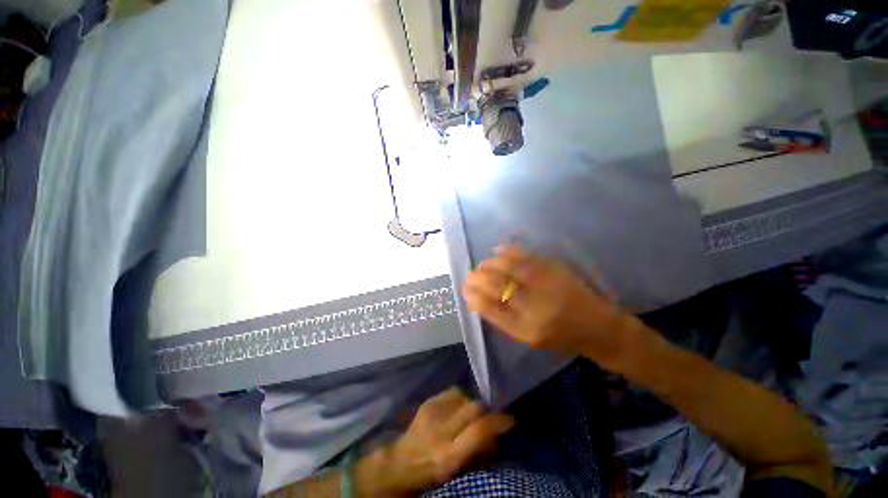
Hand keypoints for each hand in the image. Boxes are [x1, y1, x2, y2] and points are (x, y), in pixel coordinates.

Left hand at [359, 388, 513, 495]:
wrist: (400, 463)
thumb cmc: (432, 473)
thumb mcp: (457, 471)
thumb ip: (478, 452)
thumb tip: (496, 434)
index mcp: (449, 455)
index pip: (479, 430)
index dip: (498, 422)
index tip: (509, 420)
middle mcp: (441, 431)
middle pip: (474, 407)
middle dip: (486, 411)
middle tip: (488, 418)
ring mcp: (432, 413)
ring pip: (464, 396)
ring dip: (472, 404)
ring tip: (469, 415)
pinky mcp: (428, 402)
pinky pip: (453, 391)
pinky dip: (460, 398)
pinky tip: (458, 407)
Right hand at [462, 244, 640, 367]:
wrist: (599, 327)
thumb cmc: (560, 337)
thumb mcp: (528, 337)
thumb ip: (503, 319)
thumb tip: (478, 299)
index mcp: (527, 329)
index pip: (491, 309)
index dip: (474, 296)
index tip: (465, 289)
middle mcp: (536, 308)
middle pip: (498, 286)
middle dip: (478, 278)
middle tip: (470, 274)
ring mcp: (547, 286)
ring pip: (510, 268)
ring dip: (491, 263)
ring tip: (482, 264)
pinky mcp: (557, 270)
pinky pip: (528, 257)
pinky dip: (510, 250)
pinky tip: (498, 249)